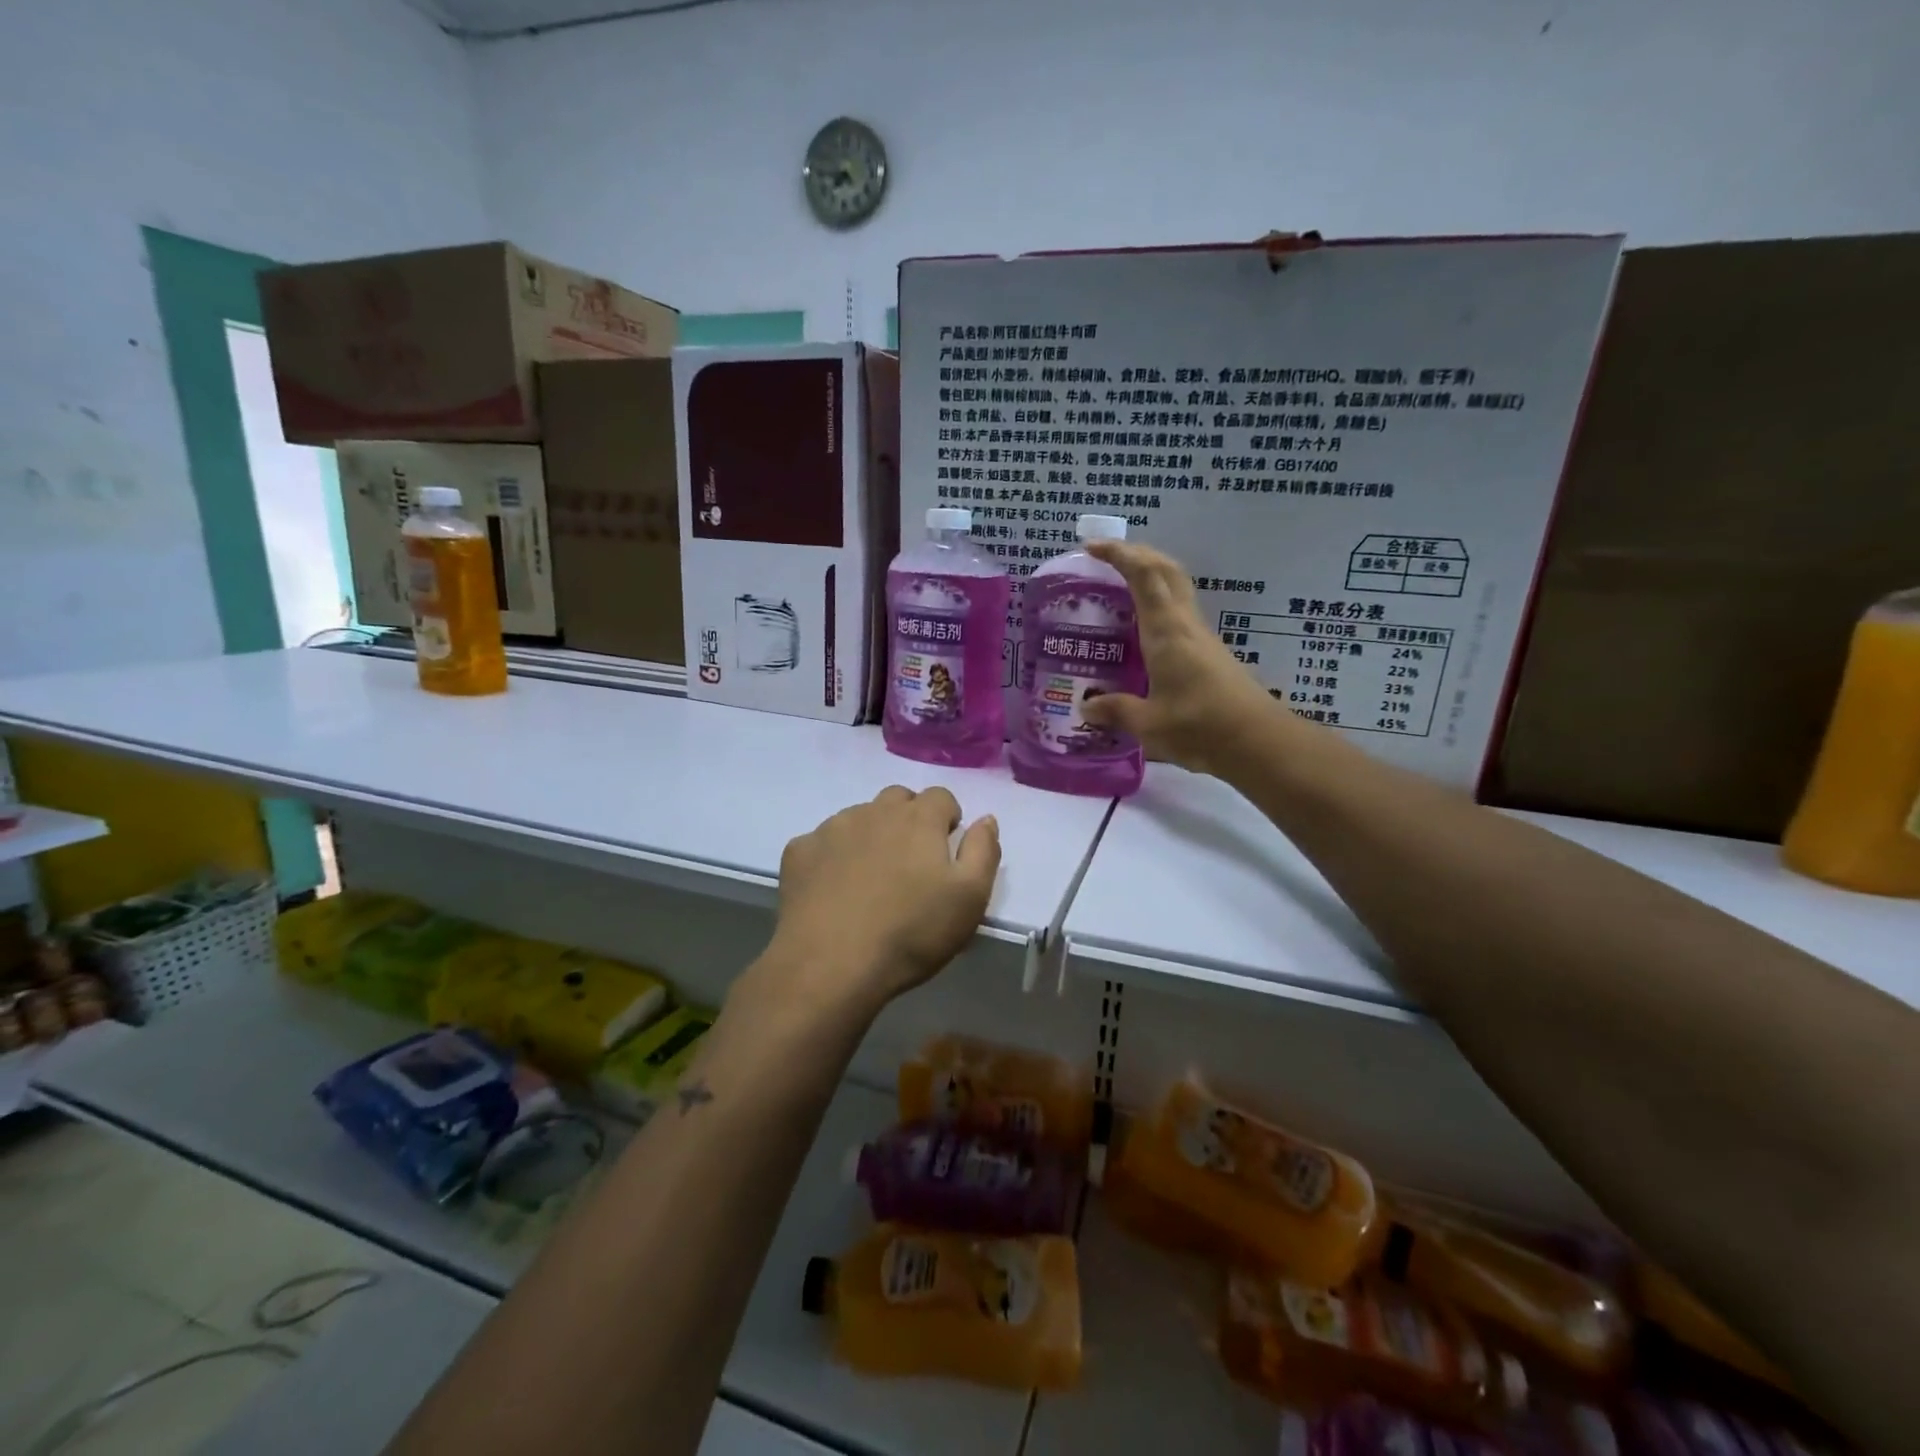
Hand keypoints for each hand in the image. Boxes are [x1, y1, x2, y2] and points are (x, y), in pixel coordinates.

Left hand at [755, 786, 1000, 1020]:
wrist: (830, 964)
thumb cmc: (911, 932)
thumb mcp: (970, 898)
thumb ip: (983, 850)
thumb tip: (985, 819)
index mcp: (918, 819)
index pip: (941, 796)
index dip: (947, 819)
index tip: (945, 851)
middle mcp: (874, 811)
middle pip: (898, 799)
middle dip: (909, 820)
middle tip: (911, 864)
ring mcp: (831, 829)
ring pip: (859, 817)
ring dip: (871, 836)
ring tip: (871, 880)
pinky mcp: (799, 852)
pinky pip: (822, 842)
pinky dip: (832, 857)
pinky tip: (833, 891)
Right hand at [1079, 540, 1295, 777]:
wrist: (1259, 743)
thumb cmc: (1201, 727)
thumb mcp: (1149, 724)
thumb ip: (1116, 711)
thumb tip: (1086, 707)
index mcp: (1166, 631)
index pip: (1144, 575)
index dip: (1119, 554)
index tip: (1091, 547)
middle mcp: (1185, 625)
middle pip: (1166, 571)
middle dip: (1137, 554)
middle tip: (1106, 559)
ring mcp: (1201, 638)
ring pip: (1176, 589)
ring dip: (1151, 577)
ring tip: (1120, 589)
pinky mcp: (1210, 654)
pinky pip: (1180, 614)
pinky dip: (1158, 606)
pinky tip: (1143, 630)